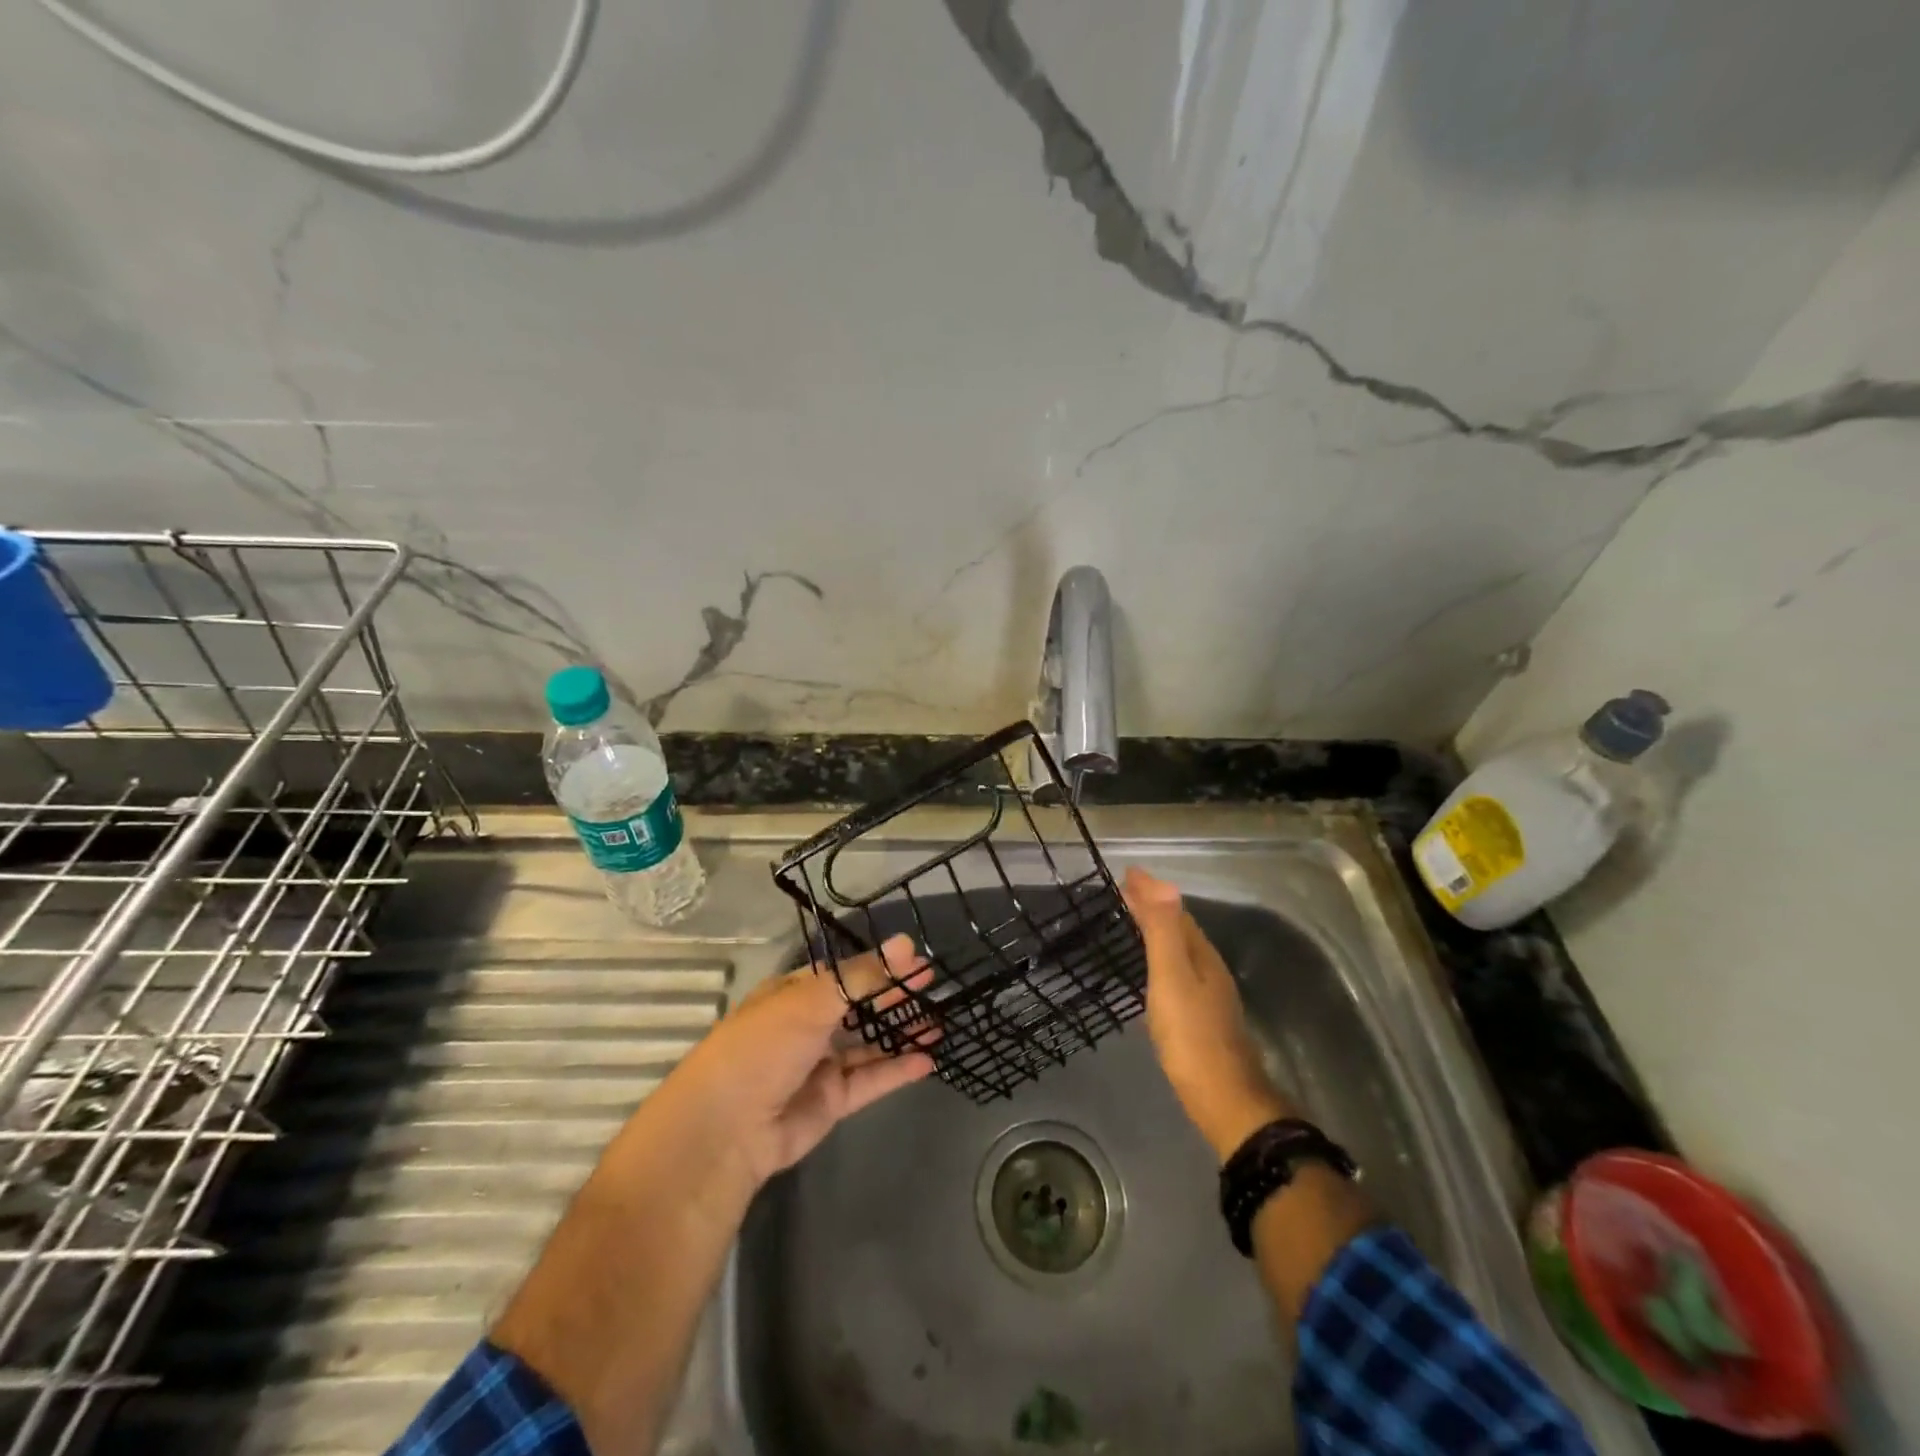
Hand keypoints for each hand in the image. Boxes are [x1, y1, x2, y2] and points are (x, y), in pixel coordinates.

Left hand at [644, 934, 938, 1197]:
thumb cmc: (764, 1047)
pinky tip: (927, 1059)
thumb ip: (863, 976)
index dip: (879, 965)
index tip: (916, 958)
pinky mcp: (831, 1101)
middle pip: (858, 1006)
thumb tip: (906, 943)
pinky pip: (870, 1080)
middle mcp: (807, 1026)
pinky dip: (897, 1070)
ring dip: (899, 1032)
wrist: (728, 1129)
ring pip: (868, 1044)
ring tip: (938, 1021)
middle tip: (933, 984)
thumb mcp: (812, 1000)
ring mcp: (819, 1065)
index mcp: (794, 994)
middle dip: (893, 995)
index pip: (843, 973)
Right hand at [1122, 867, 1290, 1160]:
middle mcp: (1209, 969)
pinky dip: (1161, 957)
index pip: (1174, 911)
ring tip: (1133, 922)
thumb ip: (1165, 932)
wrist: (1224, 1101)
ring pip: (1181, 950)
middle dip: (1153, 906)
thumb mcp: (1172, 979)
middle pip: (1180, 928)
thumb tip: (1161, 882)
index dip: (1151, 891)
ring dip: (1158, 931)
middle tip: (1124, 893)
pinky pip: (1178, 972)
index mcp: (1201, 955)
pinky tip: (1152, 972)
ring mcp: (1209, 996)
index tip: (1126, 874)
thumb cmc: (1191, 1037)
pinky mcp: (1202, 1019)